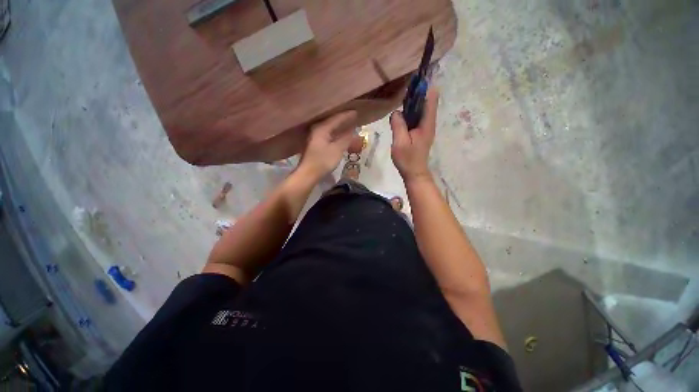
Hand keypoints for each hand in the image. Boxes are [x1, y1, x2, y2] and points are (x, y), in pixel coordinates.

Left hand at [299, 111, 357, 180]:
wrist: (308, 173)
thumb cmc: (323, 161)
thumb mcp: (337, 150)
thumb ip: (346, 139)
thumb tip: (353, 131)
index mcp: (322, 128)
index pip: (336, 119)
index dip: (347, 116)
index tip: (356, 112)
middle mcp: (317, 130)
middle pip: (331, 121)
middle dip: (343, 120)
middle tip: (353, 117)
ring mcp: (315, 137)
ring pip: (329, 128)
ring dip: (339, 127)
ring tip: (348, 125)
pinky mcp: (315, 144)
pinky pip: (328, 134)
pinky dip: (335, 134)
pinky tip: (339, 136)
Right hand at [390, 88, 438, 181]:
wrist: (414, 173)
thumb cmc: (407, 159)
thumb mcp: (399, 142)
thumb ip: (398, 125)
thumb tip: (396, 112)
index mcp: (427, 123)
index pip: (431, 98)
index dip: (424, 87)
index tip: (413, 81)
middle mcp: (429, 122)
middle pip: (426, 101)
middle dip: (415, 94)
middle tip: (401, 92)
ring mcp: (425, 127)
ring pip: (420, 109)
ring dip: (411, 103)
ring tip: (398, 102)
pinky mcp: (420, 132)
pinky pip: (416, 117)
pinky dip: (409, 113)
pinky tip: (400, 116)